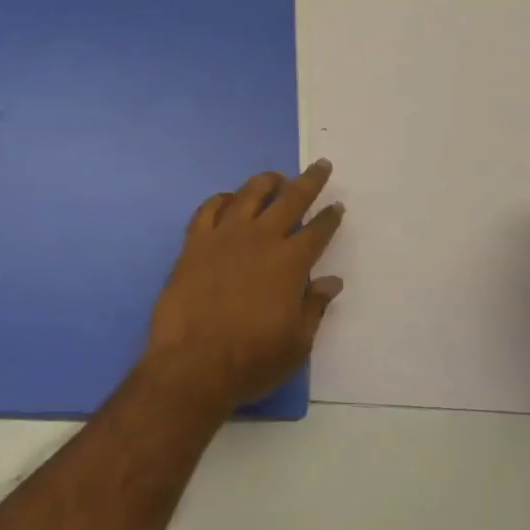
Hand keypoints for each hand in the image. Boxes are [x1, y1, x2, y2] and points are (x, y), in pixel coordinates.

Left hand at [143, 160, 344, 412]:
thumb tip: (332, 281)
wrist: (192, 364)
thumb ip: (315, 307)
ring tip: (275, 178)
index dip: (330, 217)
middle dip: (309, 181)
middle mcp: (260, 238)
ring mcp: (224, 236)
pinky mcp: (194, 242)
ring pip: (249, 194)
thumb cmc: (251, 360)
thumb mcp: (296, 344)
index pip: (317, 230)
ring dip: (266, 182)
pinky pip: (209, 209)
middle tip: (320, 165)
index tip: (337, 206)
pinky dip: (222, 199)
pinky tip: (228, 199)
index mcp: (289, 262)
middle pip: (290, 199)